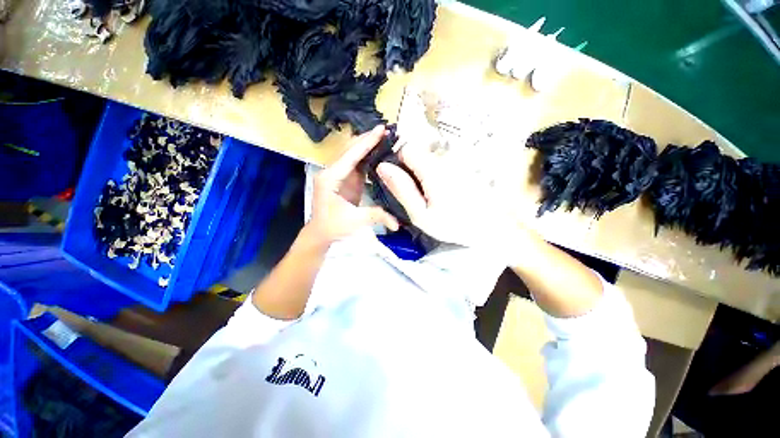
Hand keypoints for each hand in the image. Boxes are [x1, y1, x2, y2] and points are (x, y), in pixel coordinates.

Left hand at [307, 126, 398, 243]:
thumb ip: (377, 216)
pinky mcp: (345, 179)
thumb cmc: (333, 226)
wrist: (321, 233)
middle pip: (350, 149)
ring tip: (386, 138)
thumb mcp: (355, 221)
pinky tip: (379, 152)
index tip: (381, 129)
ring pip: (353, 153)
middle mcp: (332, 171)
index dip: (366, 142)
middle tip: (387, 131)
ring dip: (367, 144)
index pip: (351, 155)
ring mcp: (338, 174)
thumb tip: (398, 223)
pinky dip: (367, 156)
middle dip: (367, 138)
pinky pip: (357, 163)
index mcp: (331, 178)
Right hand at [377, 136, 530, 250]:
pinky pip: (437, 166)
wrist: (488, 228)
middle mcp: (443, 160)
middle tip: (412, 194)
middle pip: (416, 153)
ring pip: (426, 160)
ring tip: (426, 197)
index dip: (397, 162)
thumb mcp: (420, 214)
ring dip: (419, 175)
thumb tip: (382, 167)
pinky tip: (438, 194)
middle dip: (408, 170)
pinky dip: (431, 177)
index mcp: (432, 170)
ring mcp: (453, 163)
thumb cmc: (452, 225)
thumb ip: (402, 189)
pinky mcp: (459, 168)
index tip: (398, 181)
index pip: (407, 149)